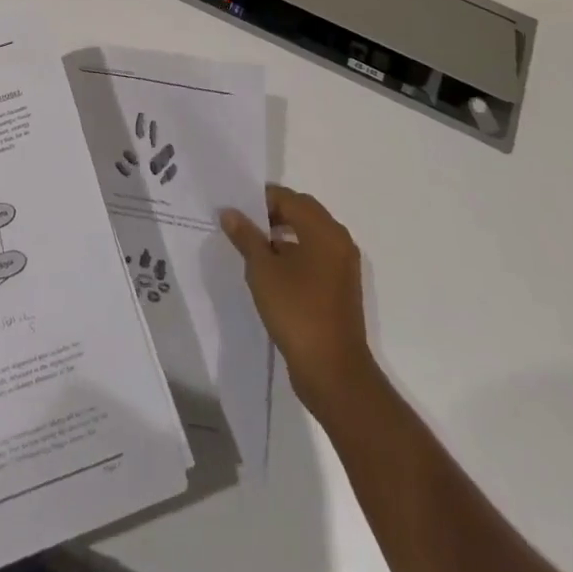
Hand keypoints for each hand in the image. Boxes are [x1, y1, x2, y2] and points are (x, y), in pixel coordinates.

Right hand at [221, 184, 378, 418]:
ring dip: (281, 236)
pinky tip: (270, 272)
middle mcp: (338, 241)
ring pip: (308, 236)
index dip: (261, 199)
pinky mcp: (340, 289)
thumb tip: (230, 213)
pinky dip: (293, 255)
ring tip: (251, 248)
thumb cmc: (297, 312)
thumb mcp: (263, 271)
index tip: (236, 208)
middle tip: (242, 224)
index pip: (289, 198)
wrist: (333, 373)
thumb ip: (246, 237)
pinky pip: (314, 258)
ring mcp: (342, 266)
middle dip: (271, 214)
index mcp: (324, 230)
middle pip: (301, 213)